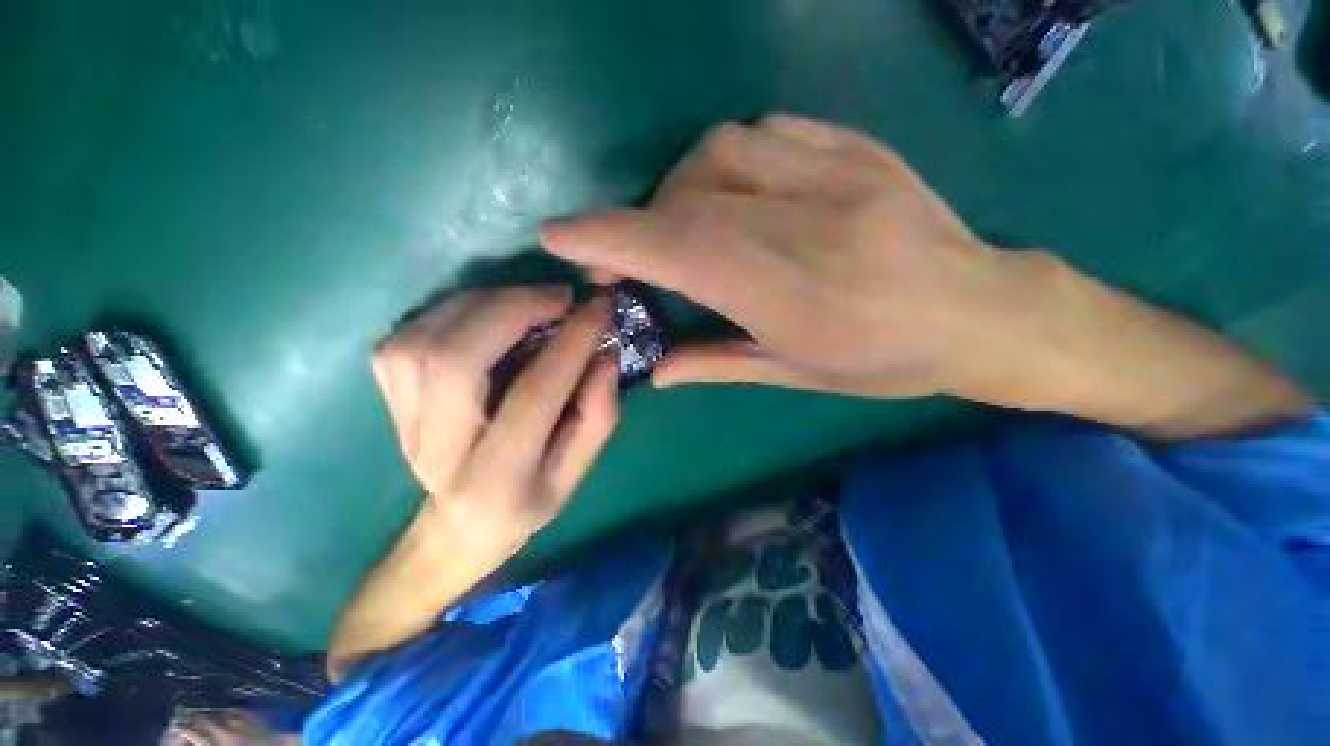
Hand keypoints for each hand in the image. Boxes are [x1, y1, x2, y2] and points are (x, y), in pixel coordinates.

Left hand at [371, 286, 618, 563]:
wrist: (460, 525)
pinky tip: (486, 313)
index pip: (535, 394)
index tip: (601, 308)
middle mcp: (439, 449)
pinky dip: (449, 312)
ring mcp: (402, 423)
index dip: (572, 343)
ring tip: (528, 299)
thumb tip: (606, 354)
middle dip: (513, 310)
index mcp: (498, 477)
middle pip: (455, 359)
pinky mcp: (388, 400)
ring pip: (421, 342)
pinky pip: (403, 338)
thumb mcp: (576, 472)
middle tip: (558, 296)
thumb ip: (598, 415)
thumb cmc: (528, 499)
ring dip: (481, 305)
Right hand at [540, 115, 1036, 399]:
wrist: (981, 311)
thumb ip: (716, 363)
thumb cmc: (885, 361)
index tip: (559, 236)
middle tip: (634, 256)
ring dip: (680, 187)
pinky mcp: (856, 147)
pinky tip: (735, 191)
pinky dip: (727, 159)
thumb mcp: (795, 375)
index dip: (607, 237)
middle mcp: (802, 221)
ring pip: (719, 150)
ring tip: (687, 225)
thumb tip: (654, 367)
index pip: (674, 249)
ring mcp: (835, 171)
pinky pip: (765, 131)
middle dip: (641, 223)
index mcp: (786, 290)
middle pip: (686, 196)